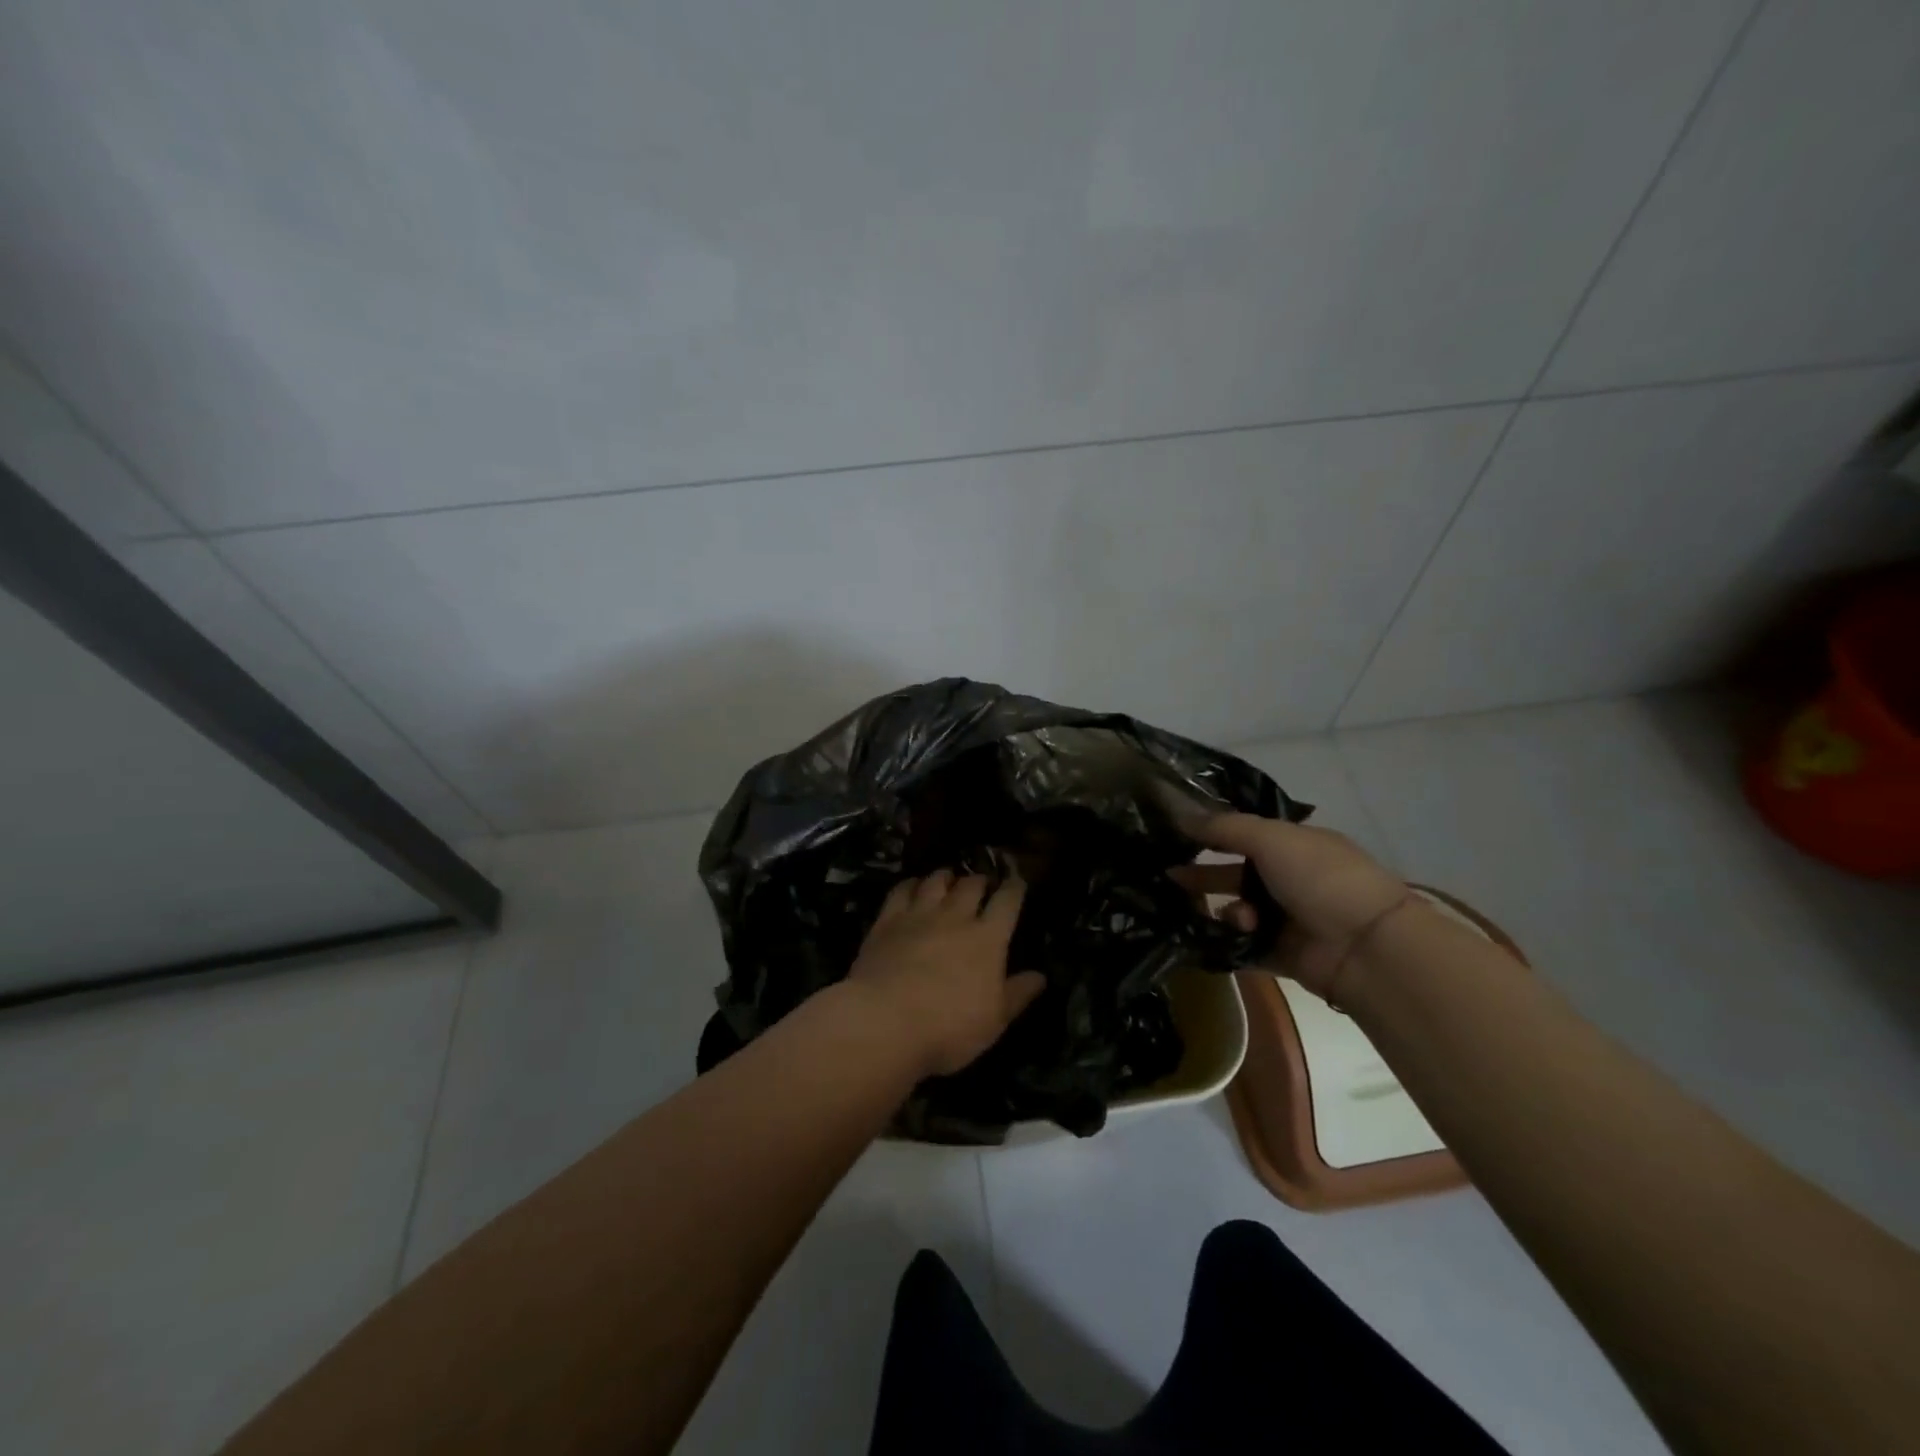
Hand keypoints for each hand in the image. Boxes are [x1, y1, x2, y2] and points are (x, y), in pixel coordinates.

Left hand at [845, 871, 1046, 1078]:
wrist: (884, 1021)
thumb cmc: (948, 1028)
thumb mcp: (994, 1021)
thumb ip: (1018, 994)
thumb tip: (1040, 976)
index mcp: (988, 938)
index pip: (1007, 901)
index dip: (1015, 887)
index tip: (1017, 881)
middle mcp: (955, 917)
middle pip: (971, 884)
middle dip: (980, 880)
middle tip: (982, 883)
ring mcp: (919, 915)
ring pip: (936, 881)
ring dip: (947, 876)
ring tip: (949, 878)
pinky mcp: (887, 921)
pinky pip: (901, 890)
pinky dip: (911, 884)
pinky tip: (912, 887)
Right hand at [1173, 814, 1411, 1001]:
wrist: (1365, 946)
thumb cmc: (1320, 878)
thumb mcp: (1270, 838)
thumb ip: (1224, 827)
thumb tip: (1180, 815)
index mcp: (1295, 845)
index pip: (1245, 834)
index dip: (1212, 834)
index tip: (1174, 836)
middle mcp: (1291, 879)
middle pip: (1235, 873)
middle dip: (1204, 875)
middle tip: (1168, 876)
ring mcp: (1288, 918)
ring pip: (1237, 910)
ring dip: (1229, 911)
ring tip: (1237, 918)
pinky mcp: (1283, 954)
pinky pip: (1243, 945)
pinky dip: (1232, 941)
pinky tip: (1229, 937)